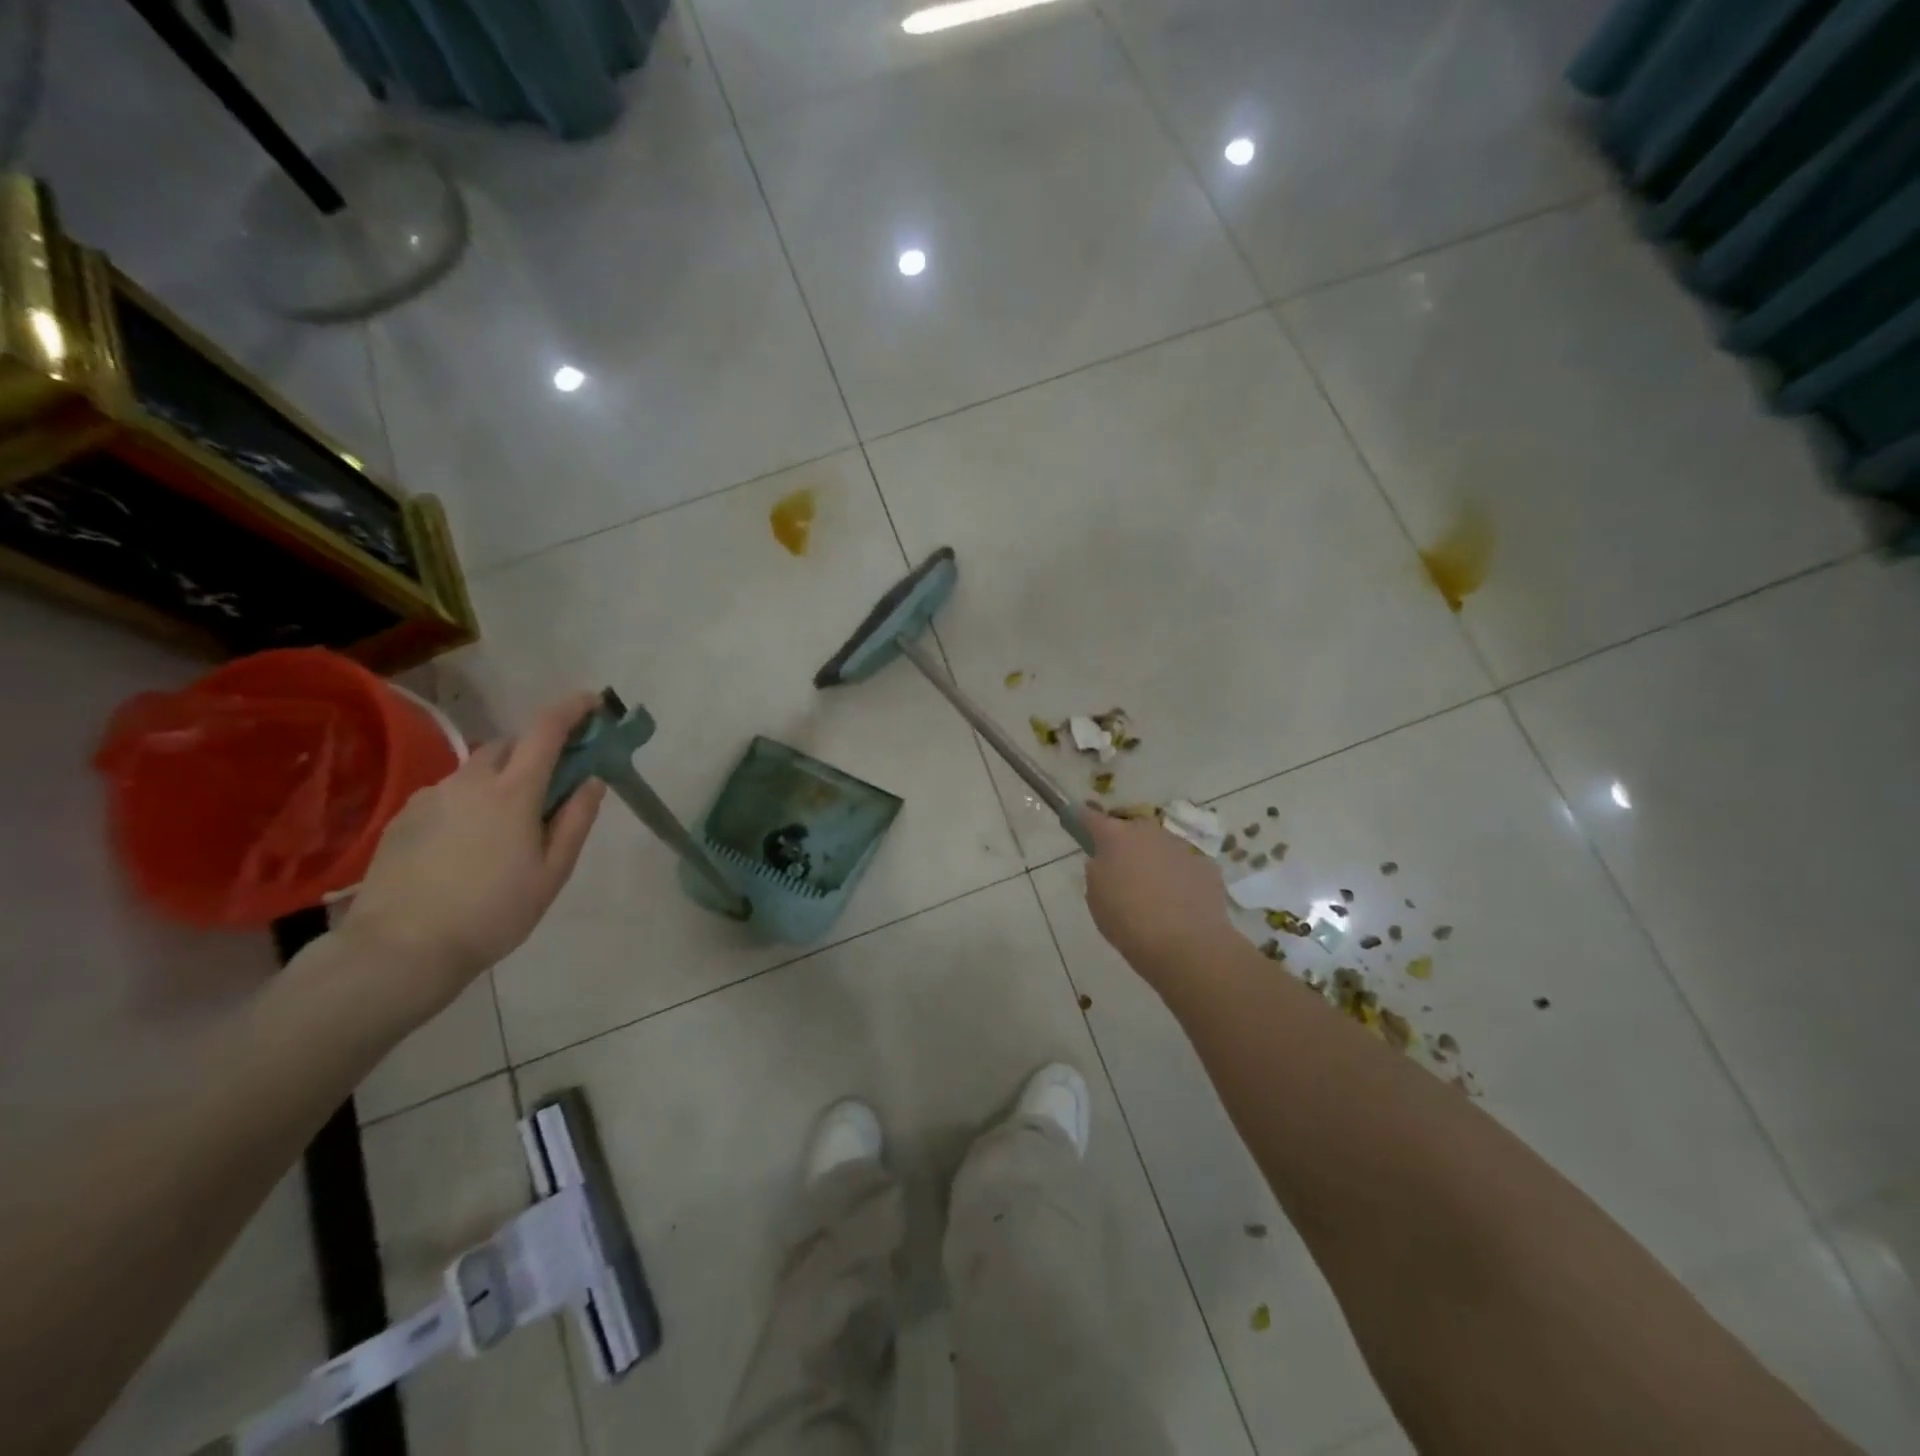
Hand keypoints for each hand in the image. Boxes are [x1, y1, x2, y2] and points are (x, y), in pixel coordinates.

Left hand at [334, 691, 606, 1022]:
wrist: (400, 949)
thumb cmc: (493, 913)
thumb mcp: (552, 872)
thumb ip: (576, 819)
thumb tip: (592, 780)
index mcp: (513, 791)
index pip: (546, 729)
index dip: (572, 708)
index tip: (593, 702)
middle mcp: (469, 781)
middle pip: (511, 745)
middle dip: (537, 751)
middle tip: (553, 785)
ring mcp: (431, 796)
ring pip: (477, 771)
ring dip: (502, 780)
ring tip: (507, 828)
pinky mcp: (403, 817)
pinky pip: (449, 794)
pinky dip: (470, 802)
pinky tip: (468, 846)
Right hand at [1082, 807, 1233, 987]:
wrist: (1186, 944)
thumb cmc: (1128, 921)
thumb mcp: (1096, 897)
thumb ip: (1096, 871)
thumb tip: (1105, 861)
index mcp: (1115, 837)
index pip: (1091, 817)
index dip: (1083, 818)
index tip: (1079, 820)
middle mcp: (1148, 832)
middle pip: (1131, 829)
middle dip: (1124, 843)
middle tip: (1121, 870)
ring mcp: (1181, 845)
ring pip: (1160, 845)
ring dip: (1154, 859)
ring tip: (1154, 891)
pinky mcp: (1206, 864)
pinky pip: (1184, 864)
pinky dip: (1179, 875)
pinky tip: (1179, 901)